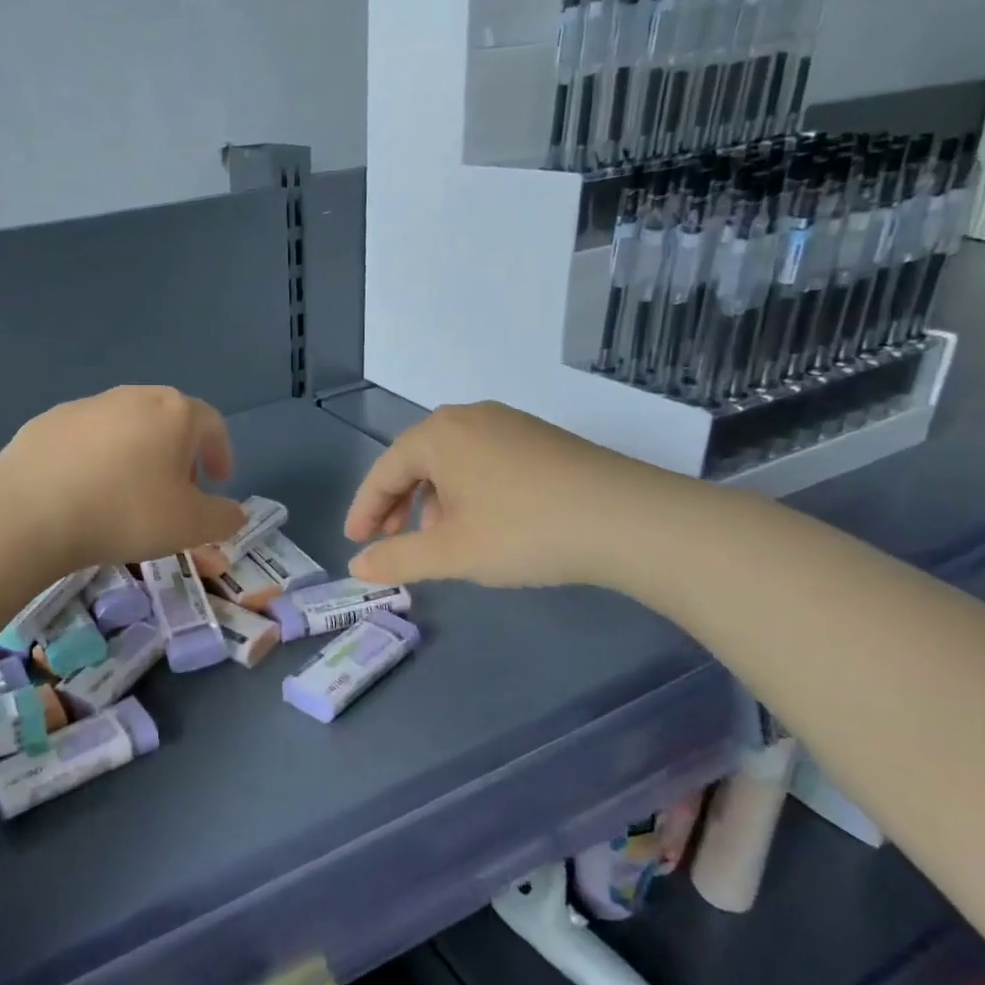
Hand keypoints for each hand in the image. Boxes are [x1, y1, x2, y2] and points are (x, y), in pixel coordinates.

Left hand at [0, 386, 246, 570]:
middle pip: (168, 420)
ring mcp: (86, 405)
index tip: (218, 482)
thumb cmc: (126, 512)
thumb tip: (233, 512)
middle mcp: (133, 397)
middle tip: (176, 491)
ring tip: (128, 493)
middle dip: (179, 454)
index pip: (212, 424)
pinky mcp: (48, 421)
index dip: (221, 453)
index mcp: (174, 412)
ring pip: (125, 427)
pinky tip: (84, 490)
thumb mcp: (190, 526)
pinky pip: (86, 439)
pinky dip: (96, 459)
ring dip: (137, 454)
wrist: (31, 510)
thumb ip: (223, 518)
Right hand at [344, 401, 680, 588]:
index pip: (383, 472)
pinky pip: (482, 460)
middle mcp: (467, 417)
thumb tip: (357, 566)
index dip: (364, 510)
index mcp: (437, 435)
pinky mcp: (539, 438)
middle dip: (398, 504)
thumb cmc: (524, 531)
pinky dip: (466, 490)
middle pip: (415, 461)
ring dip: (432, 499)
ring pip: (451, 461)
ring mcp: (508, 423)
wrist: (630, 519)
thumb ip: (397, 558)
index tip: (355, 542)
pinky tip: (481, 521)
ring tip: (437, 538)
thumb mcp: (451, 552)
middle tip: (389, 540)